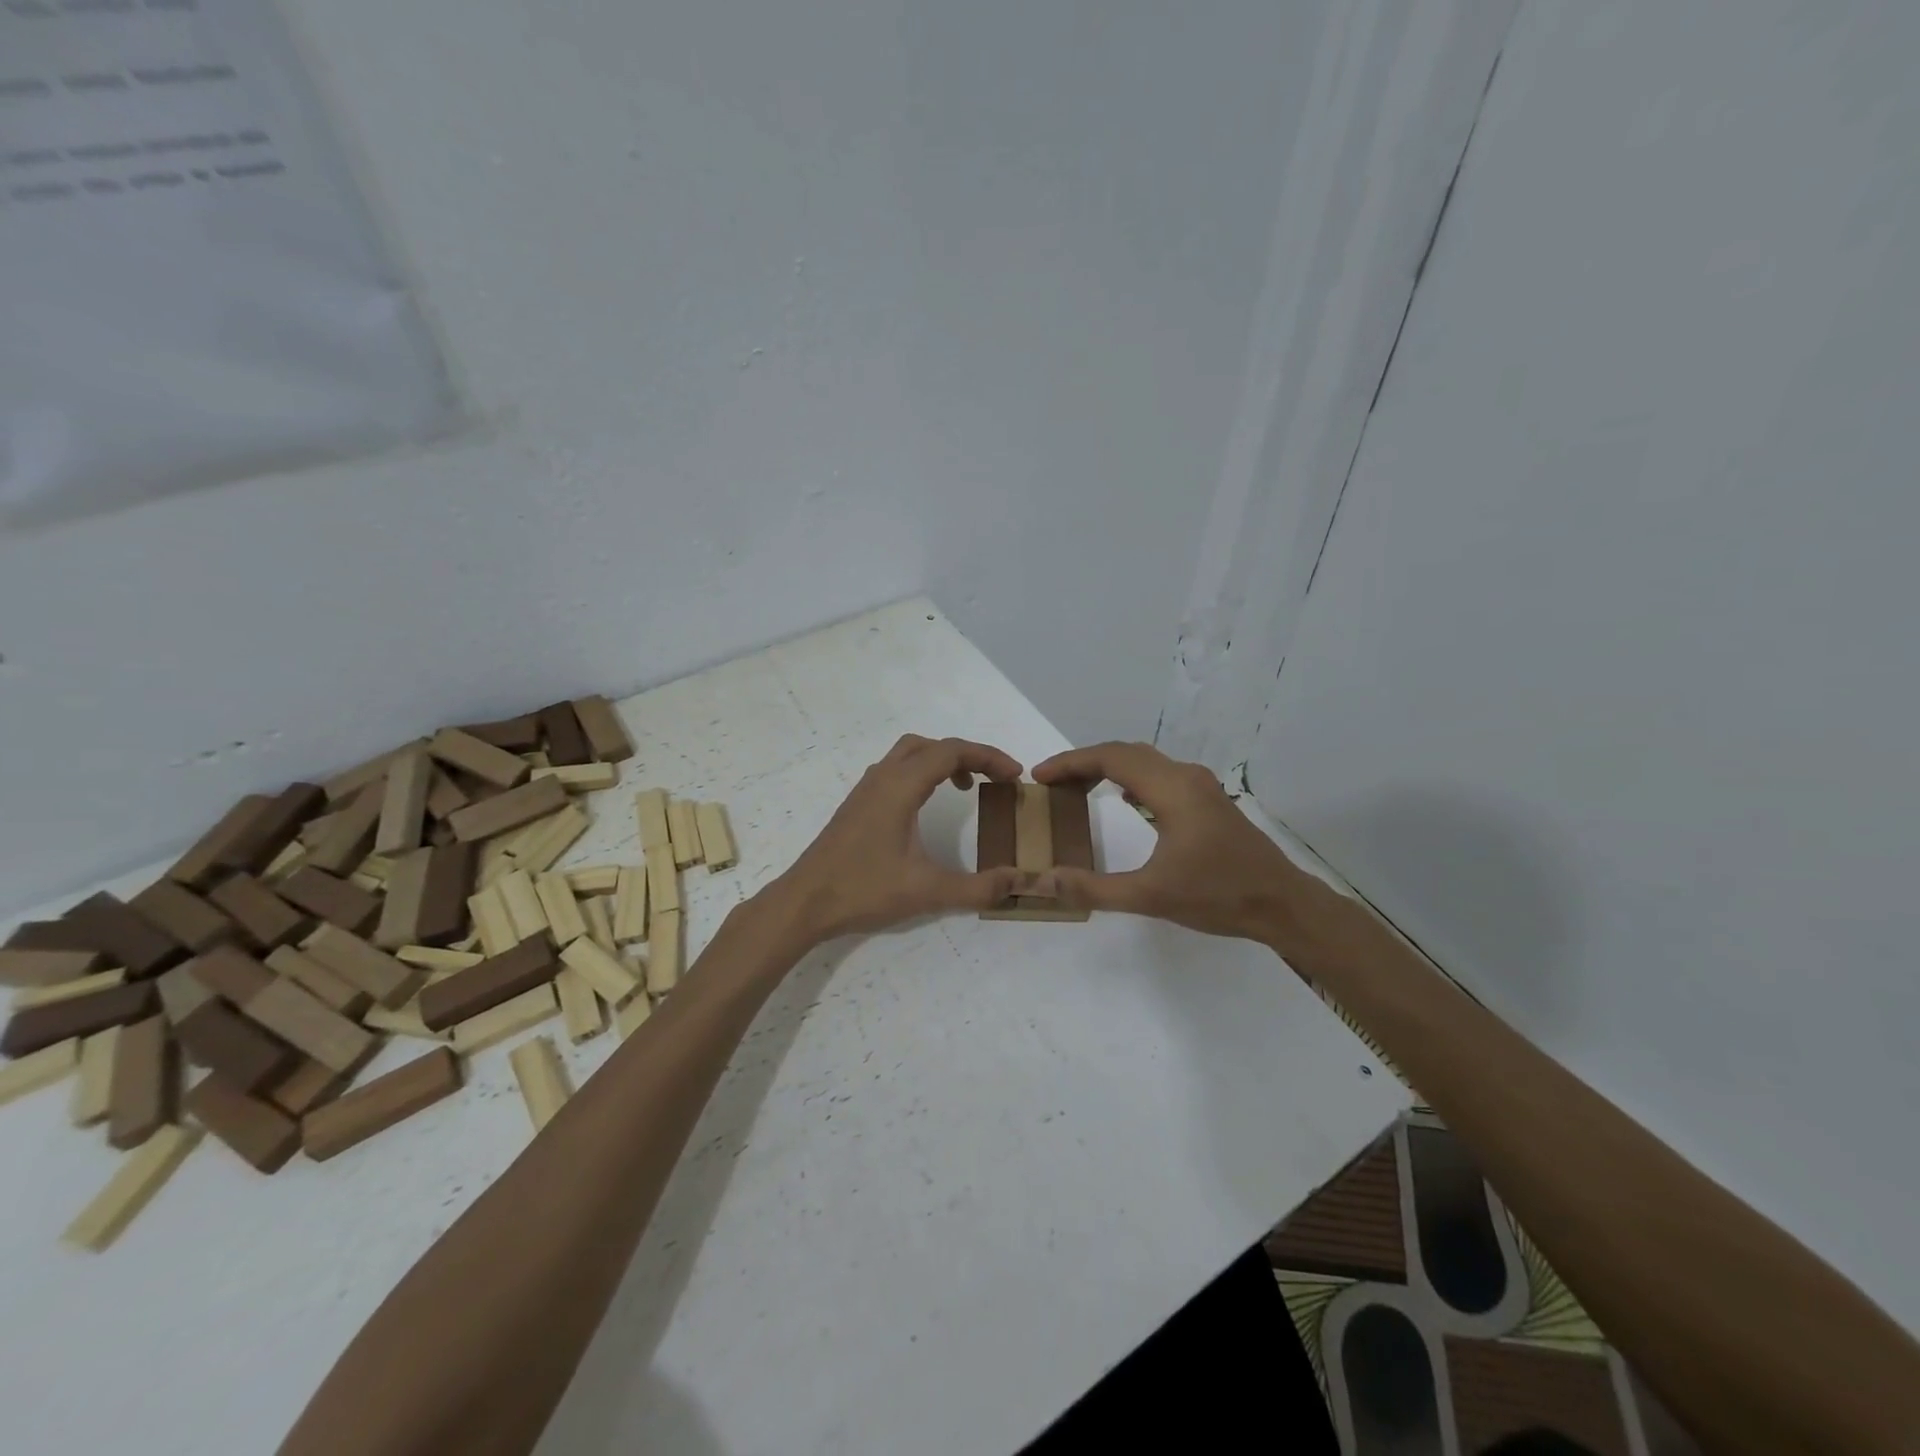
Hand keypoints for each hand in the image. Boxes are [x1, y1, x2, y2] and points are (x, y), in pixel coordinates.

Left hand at [770, 735, 1028, 944]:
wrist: (804, 902)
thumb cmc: (863, 890)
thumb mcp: (927, 891)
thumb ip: (976, 887)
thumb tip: (1018, 881)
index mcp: (900, 786)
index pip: (951, 752)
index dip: (988, 757)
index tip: (1014, 775)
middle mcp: (882, 778)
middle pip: (931, 745)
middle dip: (968, 755)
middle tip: (994, 778)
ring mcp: (866, 790)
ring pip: (909, 754)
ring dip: (941, 761)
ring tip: (965, 788)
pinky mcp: (857, 805)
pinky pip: (896, 770)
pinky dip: (921, 773)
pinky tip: (926, 805)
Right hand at [1032, 741, 1320, 945]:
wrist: (1283, 904)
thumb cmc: (1218, 896)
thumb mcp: (1150, 897)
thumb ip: (1094, 888)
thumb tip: (1044, 880)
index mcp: (1172, 789)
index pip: (1110, 758)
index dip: (1070, 763)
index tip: (1039, 776)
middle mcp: (1186, 776)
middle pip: (1125, 753)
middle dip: (1084, 762)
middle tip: (1051, 783)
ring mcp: (1201, 786)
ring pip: (1144, 761)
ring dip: (1107, 768)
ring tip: (1076, 788)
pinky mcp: (1208, 799)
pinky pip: (1159, 774)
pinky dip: (1130, 777)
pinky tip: (1121, 798)